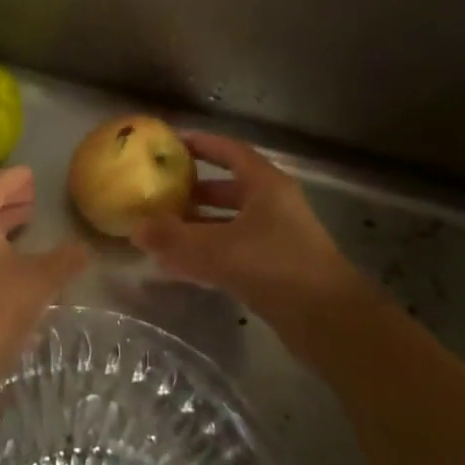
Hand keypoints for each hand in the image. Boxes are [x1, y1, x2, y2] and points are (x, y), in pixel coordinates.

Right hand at [132, 133, 363, 356]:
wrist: (328, 320)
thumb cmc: (275, 266)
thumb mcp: (216, 248)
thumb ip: (173, 237)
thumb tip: (136, 227)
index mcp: (266, 185)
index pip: (231, 152)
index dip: (203, 145)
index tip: (172, 144)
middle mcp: (273, 206)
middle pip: (229, 189)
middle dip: (194, 191)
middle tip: (160, 192)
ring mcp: (277, 239)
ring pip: (229, 224)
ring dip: (197, 227)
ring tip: (161, 232)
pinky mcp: (275, 271)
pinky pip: (233, 254)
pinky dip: (207, 256)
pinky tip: (178, 269)